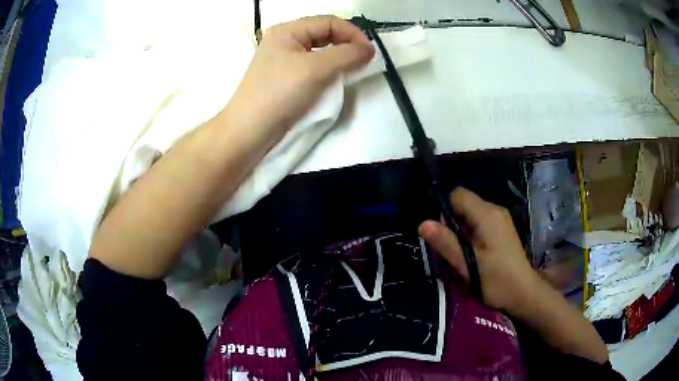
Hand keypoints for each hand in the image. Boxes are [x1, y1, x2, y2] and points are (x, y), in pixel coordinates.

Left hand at [225, 16, 373, 133]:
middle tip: (364, 61)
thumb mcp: (315, 69)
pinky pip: (313, 67)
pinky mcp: (285, 78)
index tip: (370, 53)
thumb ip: (346, 55)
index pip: (328, 22)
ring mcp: (283, 60)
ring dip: (339, 58)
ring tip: (353, 70)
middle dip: (346, 44)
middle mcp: (285, 41)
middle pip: (324, 34)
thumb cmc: (279, 93)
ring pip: (319, 51)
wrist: (250, 131)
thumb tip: (370, 49)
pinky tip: (335, 80)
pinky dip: (328, 70)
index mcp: (287, 31)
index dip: (352, 33)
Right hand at [419, 187, 538, 313]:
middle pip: (465, 203)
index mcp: (487, 214)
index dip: (444, 208)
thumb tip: (423, 223)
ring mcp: (501, 218)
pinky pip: (481, 221)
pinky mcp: (503, 228)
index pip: (458, 194)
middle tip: (448, 247)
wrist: (524, 292)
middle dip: (452, 221)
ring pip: (472, 213)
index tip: (440, 232)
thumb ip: (446, 243)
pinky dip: (471, 232)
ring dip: (461, 229)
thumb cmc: (496, 280)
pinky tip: (473, 252)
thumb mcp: (467, 265)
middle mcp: (495, 210)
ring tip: (460, 252)